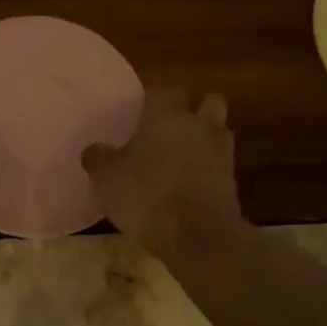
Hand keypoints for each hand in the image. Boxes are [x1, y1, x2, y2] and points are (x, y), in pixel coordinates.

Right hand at [83, 88, 243, 253]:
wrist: (197, 234)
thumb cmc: (146, 195)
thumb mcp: (106, 178)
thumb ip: (98, 158)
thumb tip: (94, 148)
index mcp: (166, 116)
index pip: (162, 91)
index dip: (151, 98)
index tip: (139, 109)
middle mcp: (198, 125)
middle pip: (207, 102)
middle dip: (193, 109)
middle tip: (171, 125)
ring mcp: (221, 152)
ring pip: (219, 131)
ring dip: (206, 136)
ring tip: (184, 153)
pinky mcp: (232, 181)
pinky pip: (221, 163)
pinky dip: (209, 167)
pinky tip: (192, 180)